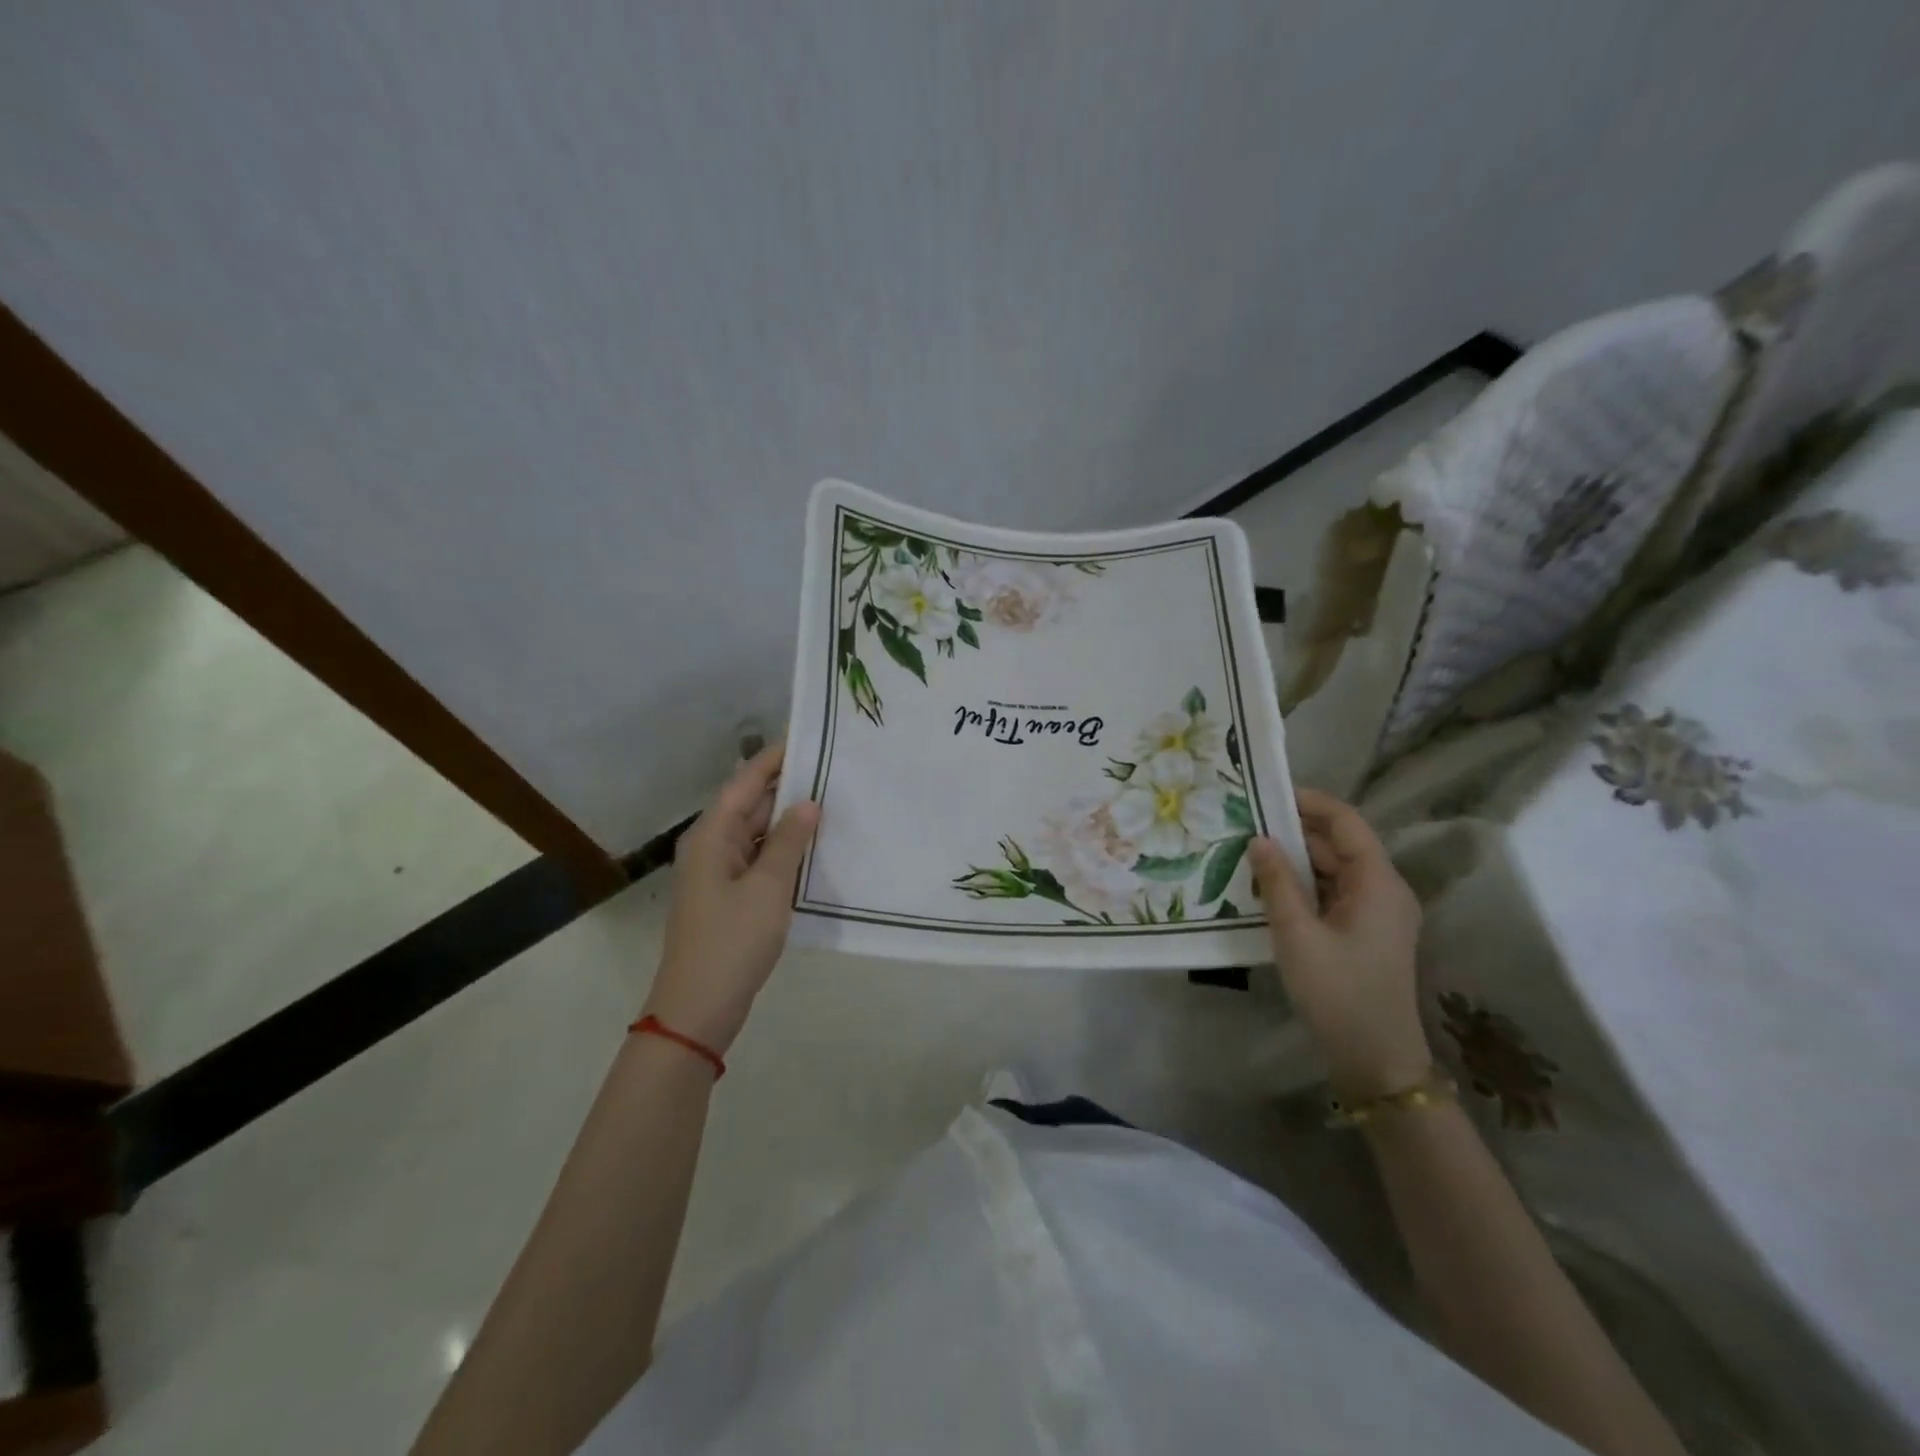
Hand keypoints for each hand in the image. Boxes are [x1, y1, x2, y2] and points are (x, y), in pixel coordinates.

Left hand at [643, 743, 819, 1053]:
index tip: (809, 739)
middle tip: (833, 770)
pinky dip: (784, 849)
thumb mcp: (768, 887)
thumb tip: (808, 802)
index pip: (745, 781)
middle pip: (750, 803)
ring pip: (757, 832)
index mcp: (712, 834)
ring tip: (832, 801)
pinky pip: (759, 858)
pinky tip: (814, 847)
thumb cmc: (732, 940)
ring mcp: (720, 872)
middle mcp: (712, 845)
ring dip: (788, 819)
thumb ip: (789, 841)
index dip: (775, 759)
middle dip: (788, 786)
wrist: (699, 1007)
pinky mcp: (730, 895)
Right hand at [1248, 789, 1429, 1099]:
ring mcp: (1377, 913)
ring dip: (1295, 861)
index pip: (1346, 822)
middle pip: (1339, 845)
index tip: (1267, 793)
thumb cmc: (1338, 992)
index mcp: (1378, 883)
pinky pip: (1332, 895)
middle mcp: (1384, 890)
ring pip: (1333, 871)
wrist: (1375, 1060)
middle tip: (1244, 825)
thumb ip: (1277, 882)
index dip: (1310, 802)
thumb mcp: (1297, 935)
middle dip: (1294, 832)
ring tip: (1248, 853)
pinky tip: (1268, 889)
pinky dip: (1303, 886)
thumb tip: (1259, 839)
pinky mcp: (1365, 933)